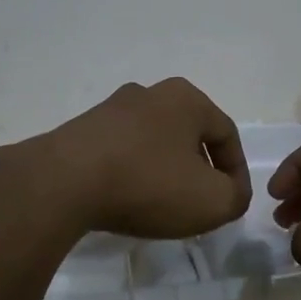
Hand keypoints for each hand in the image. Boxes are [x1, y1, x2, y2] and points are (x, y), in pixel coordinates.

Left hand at [31, 78, 252, 238]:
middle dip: (199, 170)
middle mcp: (149, 93)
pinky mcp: (82, 130)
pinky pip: (121, 153)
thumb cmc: (148, 184)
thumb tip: (228, 192)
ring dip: (164, 172)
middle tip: (200, 204)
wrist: (63, 182)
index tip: (232, 205)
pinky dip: (132, 175)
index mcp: (186, 99)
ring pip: (154, 143)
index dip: (237, 173)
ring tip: (162, 206)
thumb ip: (235, 197)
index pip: (227, 135)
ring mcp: (111, 109)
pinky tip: (127, 200)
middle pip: (188, 136)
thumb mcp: (212, 201)